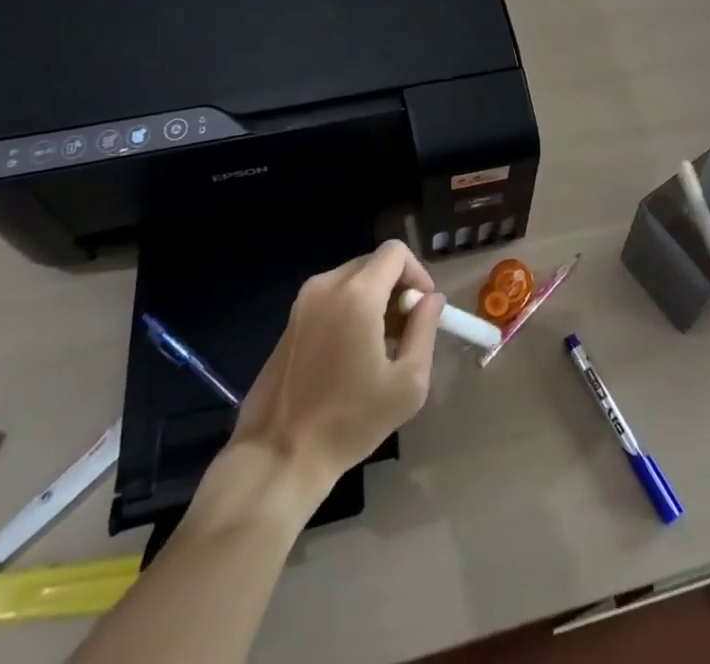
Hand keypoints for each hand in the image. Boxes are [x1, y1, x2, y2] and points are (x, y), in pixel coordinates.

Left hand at [229, 240, 443, 490]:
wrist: (278, 457)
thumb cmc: (348, 422)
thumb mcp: (407, 383)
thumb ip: (425, 330)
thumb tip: (431, 300)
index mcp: (357, 294)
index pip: (396, 251)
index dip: (417, 273)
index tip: (423, 309)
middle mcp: (327, 286)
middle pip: (374, 263)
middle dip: (396, 288)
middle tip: (405, 331)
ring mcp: (303, 302)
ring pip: (352, 279)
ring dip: (374, 299)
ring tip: (381, 346)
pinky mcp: (290, 321)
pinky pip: (331, 297)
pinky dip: (350, 310)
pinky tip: (351, 355)